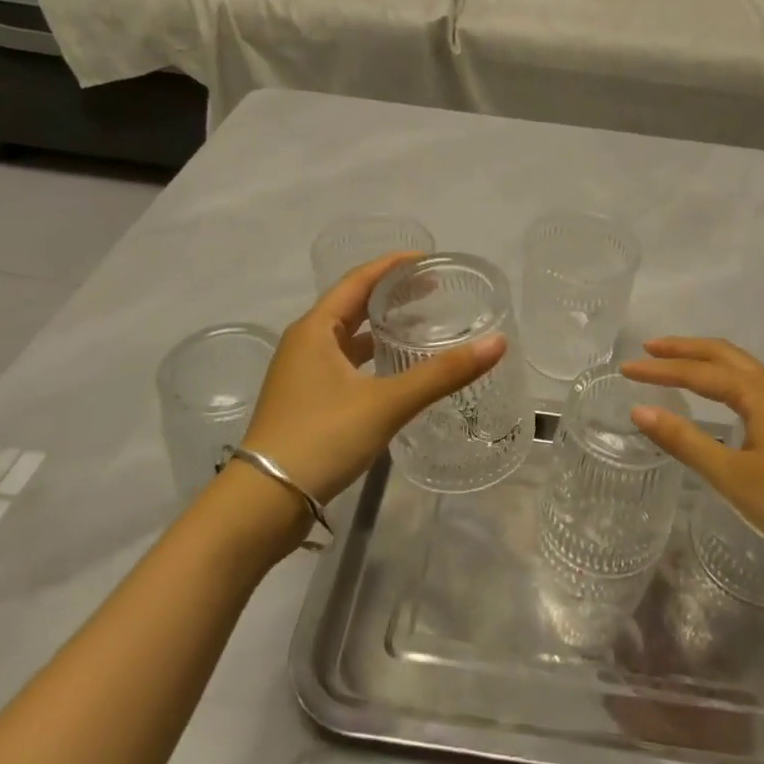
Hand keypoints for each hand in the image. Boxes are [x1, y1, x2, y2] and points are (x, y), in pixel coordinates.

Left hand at [241, 253, 506, 508]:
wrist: (265, 502)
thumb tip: (498, 342)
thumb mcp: (386, 402)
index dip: (393, 265)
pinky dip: (371, 358)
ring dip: (380, 328)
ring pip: (348, 338)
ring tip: (420, 326)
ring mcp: (302, 374)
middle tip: (433, 291)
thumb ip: (442, 374)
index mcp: (315, 329)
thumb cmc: (322, 438)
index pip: (358, 280)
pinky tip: (396, 371)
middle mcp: (305, 343)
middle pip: (352, 305)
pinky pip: (344, 364)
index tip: (429, 260)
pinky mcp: (306, 401)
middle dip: (391, 294)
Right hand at [621, 338, 763, 577]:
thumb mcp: (732, 475)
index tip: (625, 369)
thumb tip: (640, 410)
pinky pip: (756, 385)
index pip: (698, 371)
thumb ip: (684, 441)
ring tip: (678, 365)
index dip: (659, 370)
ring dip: (708, 361)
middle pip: (724, 354)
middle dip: (685, 349)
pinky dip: (728, 379)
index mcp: (759, 393)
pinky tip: (723, 399)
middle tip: (649, 349)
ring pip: (744, 368)